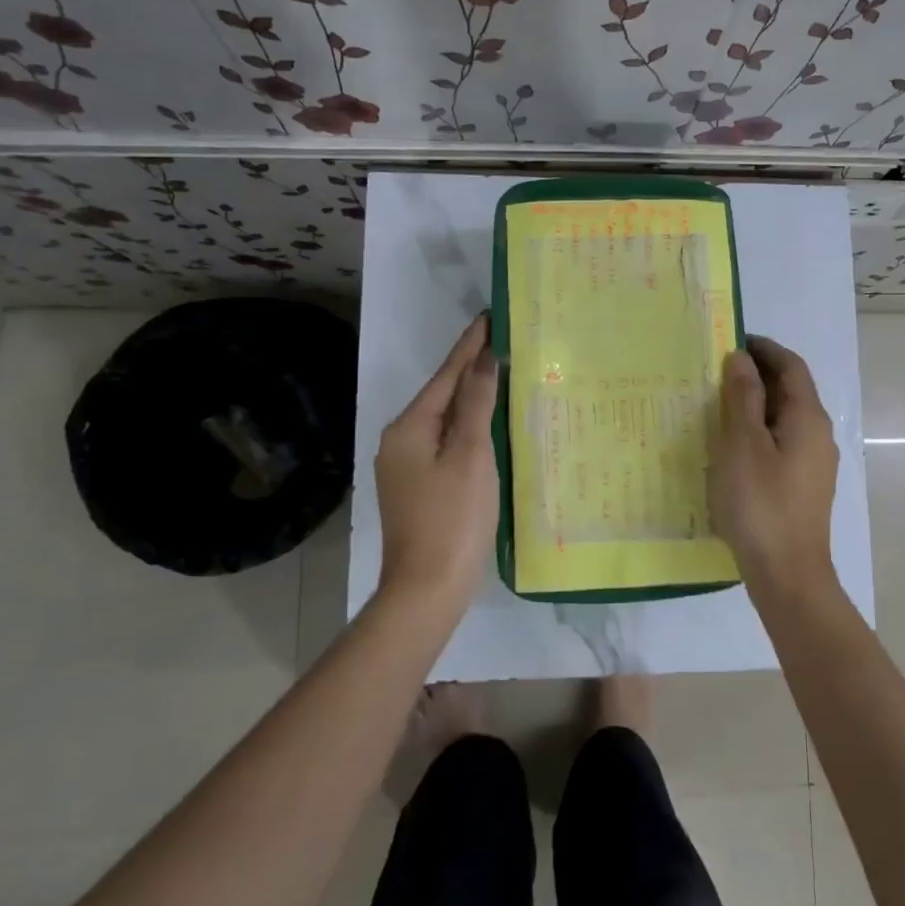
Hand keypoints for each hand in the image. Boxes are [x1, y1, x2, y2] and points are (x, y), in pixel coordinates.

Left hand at [375, 315, 500, 604]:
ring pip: (444, 420)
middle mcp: (400, 440)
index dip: (470, 346)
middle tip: (503, 343)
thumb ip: (476, 404)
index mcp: (409, 428)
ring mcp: (406, 466)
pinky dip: (468, 428)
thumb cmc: (453, 518)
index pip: (446, 375)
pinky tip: (488, 425)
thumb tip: (484, 359)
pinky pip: (445, 443)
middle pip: (442, 395)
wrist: (427, 589)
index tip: (490, 317)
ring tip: (502, 375)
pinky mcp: (418, 487)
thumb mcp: (470, 455)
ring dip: (471, 398)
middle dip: (471, 369)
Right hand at [709, 335, 839, 588]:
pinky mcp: (803, 486)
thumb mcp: (742, 444)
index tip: (731, 340)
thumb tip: (742, 358)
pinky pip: (781, 443)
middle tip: (716, 372)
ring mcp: (813, 463)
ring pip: (784, 418)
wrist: (788, 574)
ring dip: (756, 405)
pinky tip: (732, 447)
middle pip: (790, 390)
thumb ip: (742, 397)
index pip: (790, 366)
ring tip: (717, 406)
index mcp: (808, 418)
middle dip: (757, 375)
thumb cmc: (761, 504)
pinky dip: (758, 432)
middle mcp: (818, 435)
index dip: (764, 349)